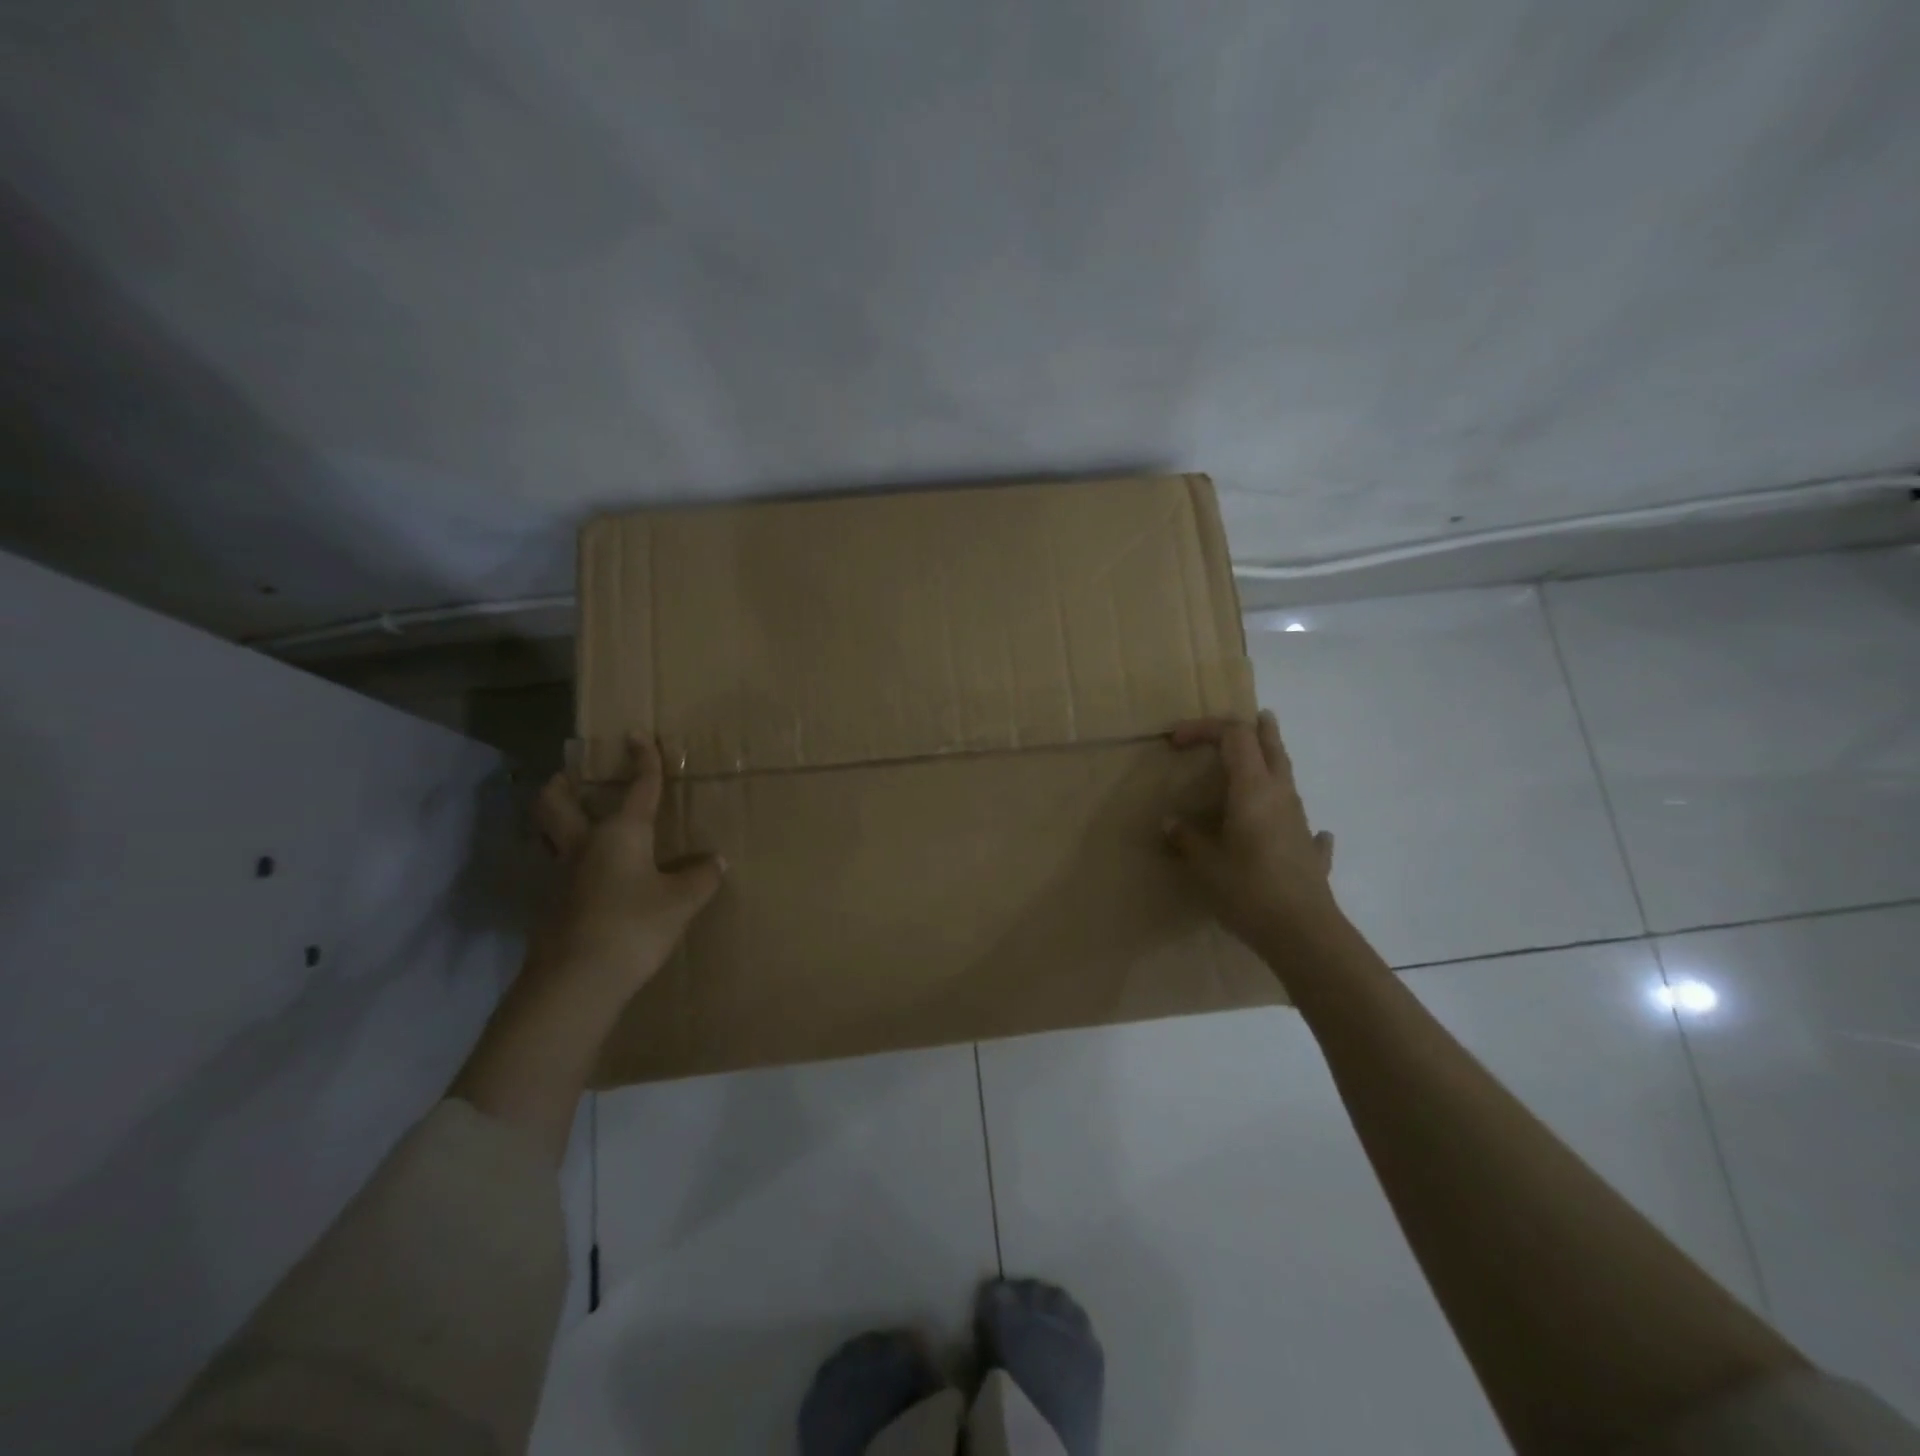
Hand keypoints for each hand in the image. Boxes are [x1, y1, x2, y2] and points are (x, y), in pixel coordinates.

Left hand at [530, 734, 723, 993]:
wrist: (577, 980)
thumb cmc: (634, 925)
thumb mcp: (681, 901)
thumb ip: (700, 877)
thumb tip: (714, 861)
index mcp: (620, 833)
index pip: (638, 788)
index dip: (643, 760)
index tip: (637, 735)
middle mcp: (584, 845)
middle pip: (556, 804)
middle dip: (561, 785)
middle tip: (569, 777)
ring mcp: (561, 876)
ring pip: (551, 836)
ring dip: (561, 823)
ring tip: (581, 823)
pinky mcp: (553, 906)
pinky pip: (561, 870)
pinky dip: (573, 862)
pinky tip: (595, 877)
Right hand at [1165, 710, 1339, 953]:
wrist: (1302, 933)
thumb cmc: (1248, 889)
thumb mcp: (1204, 863)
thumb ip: (1186, 838)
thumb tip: (1171, 823)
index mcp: (1252, 789)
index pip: (1234, 736)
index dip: (1205, 728)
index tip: (1176, 740)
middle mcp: (1280, 795)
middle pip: (1271, 747)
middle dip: (1258, 729)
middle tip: (1252, 717)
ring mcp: (1300, 822)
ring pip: (1287, 778)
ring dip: (1271, 763)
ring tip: (1257, 764)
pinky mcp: (1310, 851)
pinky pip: (1303, 824)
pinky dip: (1293, 817)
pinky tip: (1296, 829)